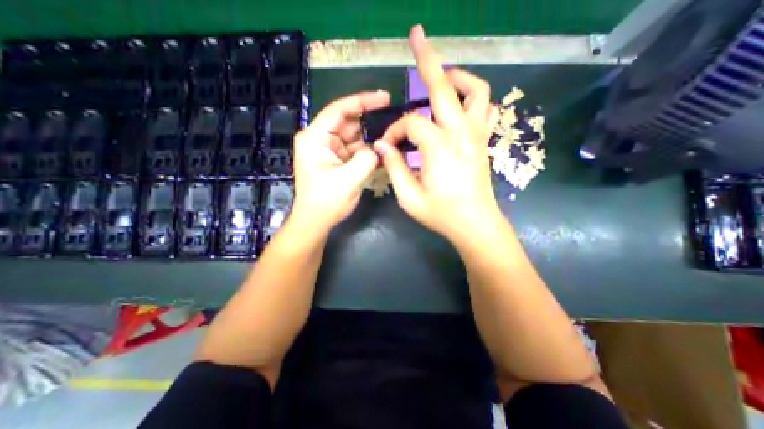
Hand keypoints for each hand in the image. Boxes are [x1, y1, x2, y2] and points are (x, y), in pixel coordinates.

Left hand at [292, 91, 389, 230]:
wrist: (316, 221)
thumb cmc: (326, 201)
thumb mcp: (348, 179)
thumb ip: (366, 158)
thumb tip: (378, 148)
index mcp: (315, 138)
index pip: (339, 110)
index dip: (362, 101)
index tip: (384, 98)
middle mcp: (321, 139)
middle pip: (348, 123)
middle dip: (370, 123)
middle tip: (393, 122)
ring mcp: (330, 149)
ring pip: (354, 137)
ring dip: (371, 139)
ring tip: (391, 139)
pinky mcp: (337, 160)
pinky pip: (355, 149)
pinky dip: (368, 151)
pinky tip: (382, 152)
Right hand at [375, 25, 501, 242]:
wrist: (474, 224)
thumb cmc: (441, 214)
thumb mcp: (408, 196)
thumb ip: (393, 167)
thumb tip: (381, 145)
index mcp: (438, 147)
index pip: (410, 123)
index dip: (395, 131)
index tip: (388, 147)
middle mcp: (460, 133)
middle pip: (444, 86)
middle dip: (427, 59)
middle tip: (417, 36)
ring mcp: (477, 135)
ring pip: (475, 91)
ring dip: (457, 77)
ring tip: (442, 77)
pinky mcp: (484, 142)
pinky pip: (487, 108)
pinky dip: (475, 98)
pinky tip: (461, 104)